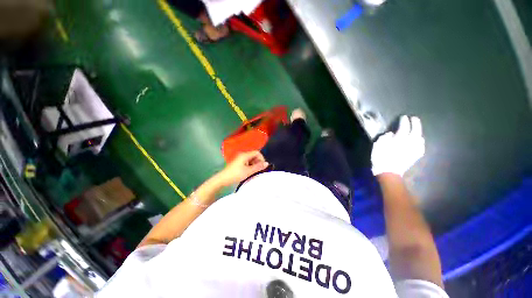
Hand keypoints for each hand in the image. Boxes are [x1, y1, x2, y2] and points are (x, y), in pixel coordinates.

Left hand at [215, 151, 268, 186]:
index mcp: (245, 155)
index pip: (257, 152)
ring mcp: (239, 159)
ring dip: (254, 165)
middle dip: (258, 162)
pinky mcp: (238, 163)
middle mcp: (242, 155)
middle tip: (259, 170)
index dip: (262, 158)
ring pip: (251, 159)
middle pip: (254, 155)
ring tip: (254, 172)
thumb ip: (258, 167)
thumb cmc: (236, 174)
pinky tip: (250, 172)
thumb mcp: (248, 171)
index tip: (263, 166)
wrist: (222, 179)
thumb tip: (267, 163)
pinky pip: (247, 162)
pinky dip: (250, 166)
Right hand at [371, 116, 424, 176]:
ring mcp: (414, 150)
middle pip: (416, 130)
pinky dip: (421, 142)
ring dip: (419, 132)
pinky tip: (419, 141)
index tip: (403, 117)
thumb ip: (384, 137)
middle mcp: (410, 143)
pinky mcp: (415, 156)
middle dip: (415, 123)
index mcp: (400, 139)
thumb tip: (391, 134)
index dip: (404, 121)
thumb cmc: (380, 158)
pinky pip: (421, 146)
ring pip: (420, 138)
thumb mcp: (377, 146)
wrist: (388, 172)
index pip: (404, 127)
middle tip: (414, 118)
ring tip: (416, 129)